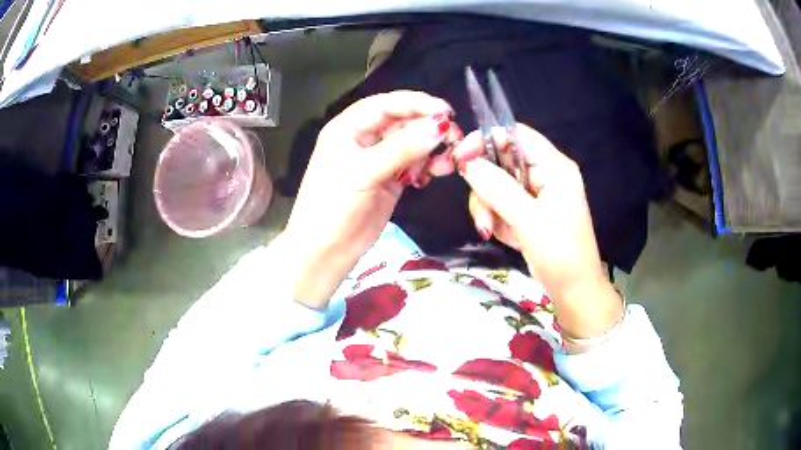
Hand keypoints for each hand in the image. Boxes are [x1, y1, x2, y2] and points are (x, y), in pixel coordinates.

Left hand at [282, 91, 454, 307]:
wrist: (324, 251)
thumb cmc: (332, 206)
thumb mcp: (364, 172)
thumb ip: (402, 148)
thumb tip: (439, 126)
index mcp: (348, 127)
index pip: (387, 104)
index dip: (417, 104)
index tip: (446, 112)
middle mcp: (364, 139)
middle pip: (403, 122)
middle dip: (428, 128)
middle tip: (455, 139)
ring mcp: (378, 160)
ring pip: (412, 143)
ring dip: (431, 150)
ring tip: (444, 164)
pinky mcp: (390, 180)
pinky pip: (414, 165)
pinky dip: (426, 167)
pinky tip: (433, 175)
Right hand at [452, 124, 621, 341]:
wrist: (575, 291)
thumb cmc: (561, 255)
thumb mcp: (529, 222)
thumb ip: (499, 189)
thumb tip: (468, 163)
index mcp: (555, 167)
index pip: (516, 135)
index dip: (486, 140)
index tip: (460, 159)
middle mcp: (545, 174)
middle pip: (502, 161)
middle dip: (486, 188)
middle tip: (483, 216)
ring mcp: (537, 193)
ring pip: (497, 184)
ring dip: (489, 208)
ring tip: (493, 232)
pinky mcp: (530, 210)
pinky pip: (502, 203)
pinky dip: (498, 219)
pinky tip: (508, 237)